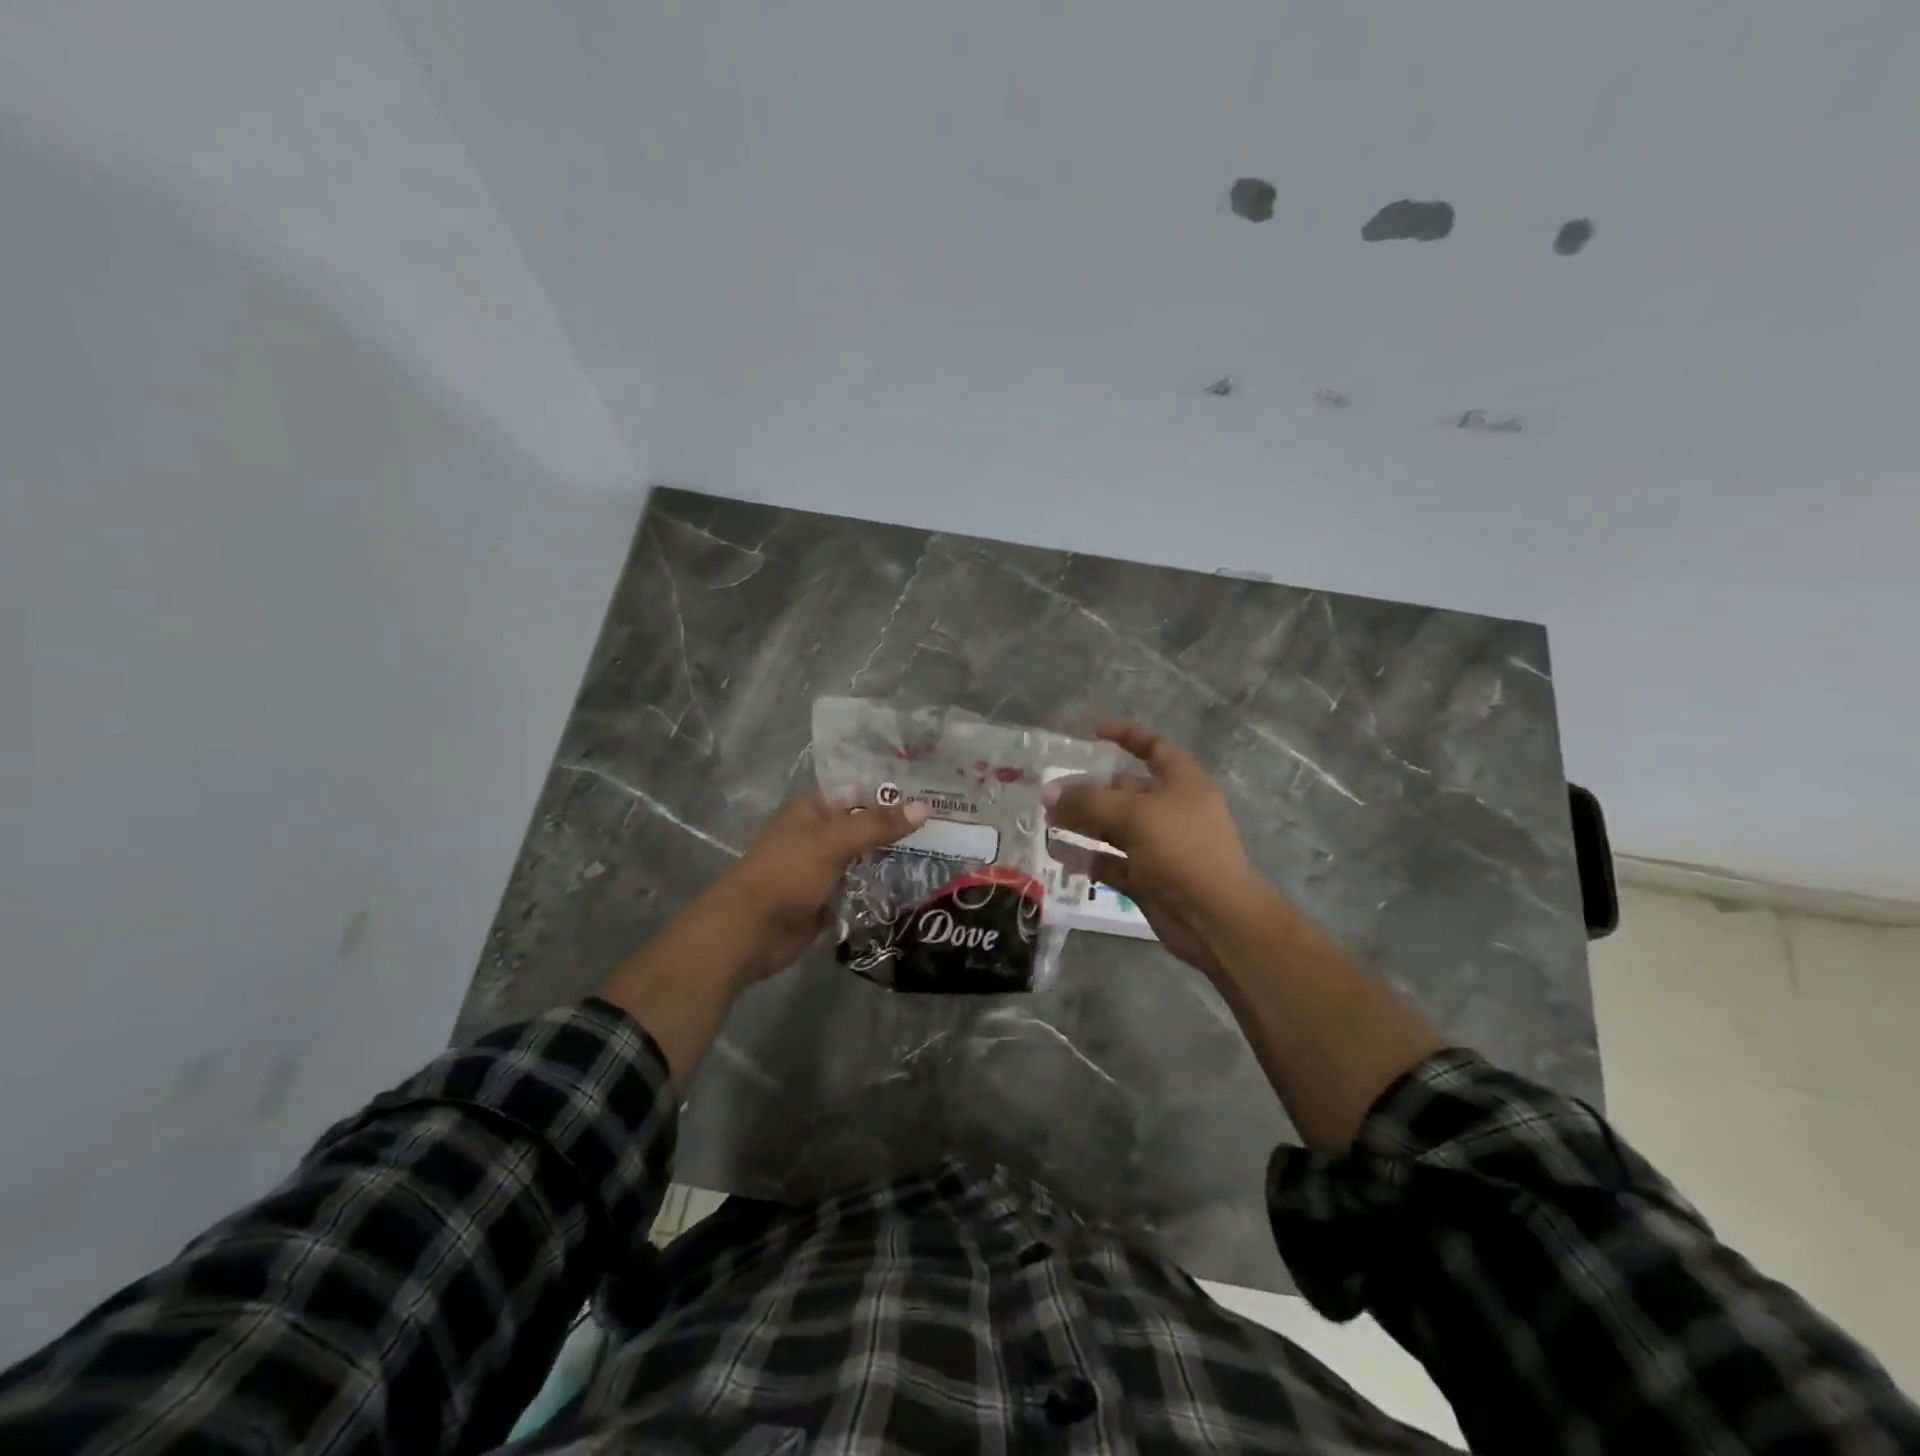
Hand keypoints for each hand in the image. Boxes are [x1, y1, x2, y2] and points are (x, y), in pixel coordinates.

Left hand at [715, 790, 930, 981]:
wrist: (750, 931)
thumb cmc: (787, 873)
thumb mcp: (833, 842)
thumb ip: (878, 825)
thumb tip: (925, 808)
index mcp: (814, 809)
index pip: (861, 793)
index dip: (893, 794)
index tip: (935, 796)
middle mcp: (821, 834)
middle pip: (867, 826)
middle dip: (900, 829)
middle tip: (947, 828)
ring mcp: (825, 868)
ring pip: (868, 858)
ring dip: (894, 860)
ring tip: (940, 856)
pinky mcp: (830, 899)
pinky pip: (863, 888)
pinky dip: (883, 889)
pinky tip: (917, 886)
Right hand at [1044, 724, 1266, 980]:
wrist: (1215, 919)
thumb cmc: (1182, 850)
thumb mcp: (1134, 815)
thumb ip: (1088, 800)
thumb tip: (1047, 792)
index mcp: (1181, 782)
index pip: (1152, 747)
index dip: (1123, 735)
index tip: (1088, 733)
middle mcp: (1170, 809)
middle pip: (1124, 789)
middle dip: (1088, 787)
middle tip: (1049, 788)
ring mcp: (1158, 845)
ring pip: (1113, 826)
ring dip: (1081, 821)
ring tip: (1045, 818)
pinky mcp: (1146, 877)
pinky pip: (1110, 861)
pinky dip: (1086, 856)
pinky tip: (1057, 851)